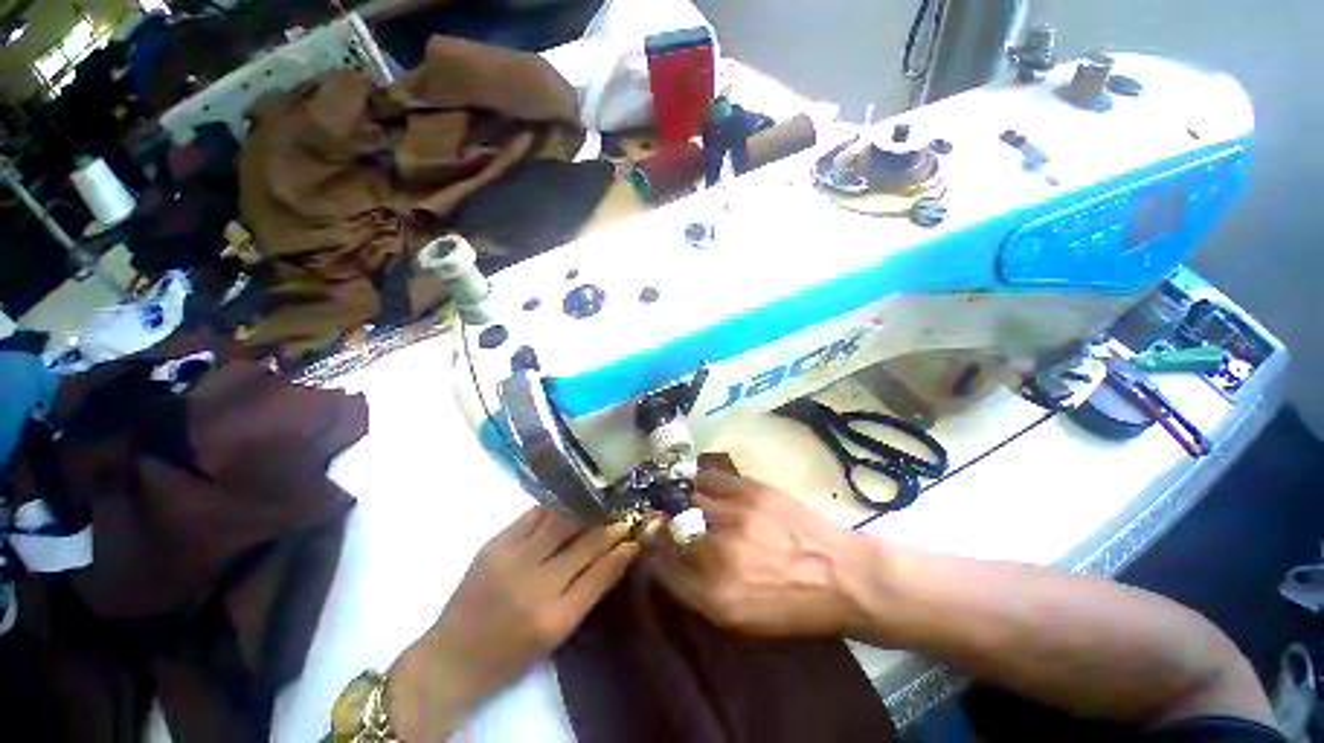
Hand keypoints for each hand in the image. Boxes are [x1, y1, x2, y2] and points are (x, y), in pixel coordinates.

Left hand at [389, 507, 637, 739]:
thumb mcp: (556, 634)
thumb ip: (589, 591)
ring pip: (561, 520)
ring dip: (585, 511)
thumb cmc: (511, 654)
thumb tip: (619, 554)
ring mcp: (511, 559)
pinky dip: (556, 508)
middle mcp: (534, 585)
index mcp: (554, 618)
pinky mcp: (494, 543)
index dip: (622, 550)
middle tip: (622, 516)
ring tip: (599, 505)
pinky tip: (568, 504)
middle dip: (609, 526)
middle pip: (584, 542)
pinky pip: (534, 515)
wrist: (452, 657)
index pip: (601, 572)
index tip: (635, 536)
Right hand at [648, 470, 869, 637]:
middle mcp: (719, 552)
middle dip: (658, 522)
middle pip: (670, 528)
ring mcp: (736, 515)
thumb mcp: (741, 619)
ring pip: (688, 499)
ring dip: (678, 499)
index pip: (661, 566)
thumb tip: (665, 561)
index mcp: (715, 594)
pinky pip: (710, 478)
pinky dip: (699, 481)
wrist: (842, 575)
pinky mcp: (751, 490)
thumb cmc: (792, 606)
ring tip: (677, 498)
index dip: (649, 550)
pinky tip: (699, 484)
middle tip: (657, 516)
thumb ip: (697, 591)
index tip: (647, 541)